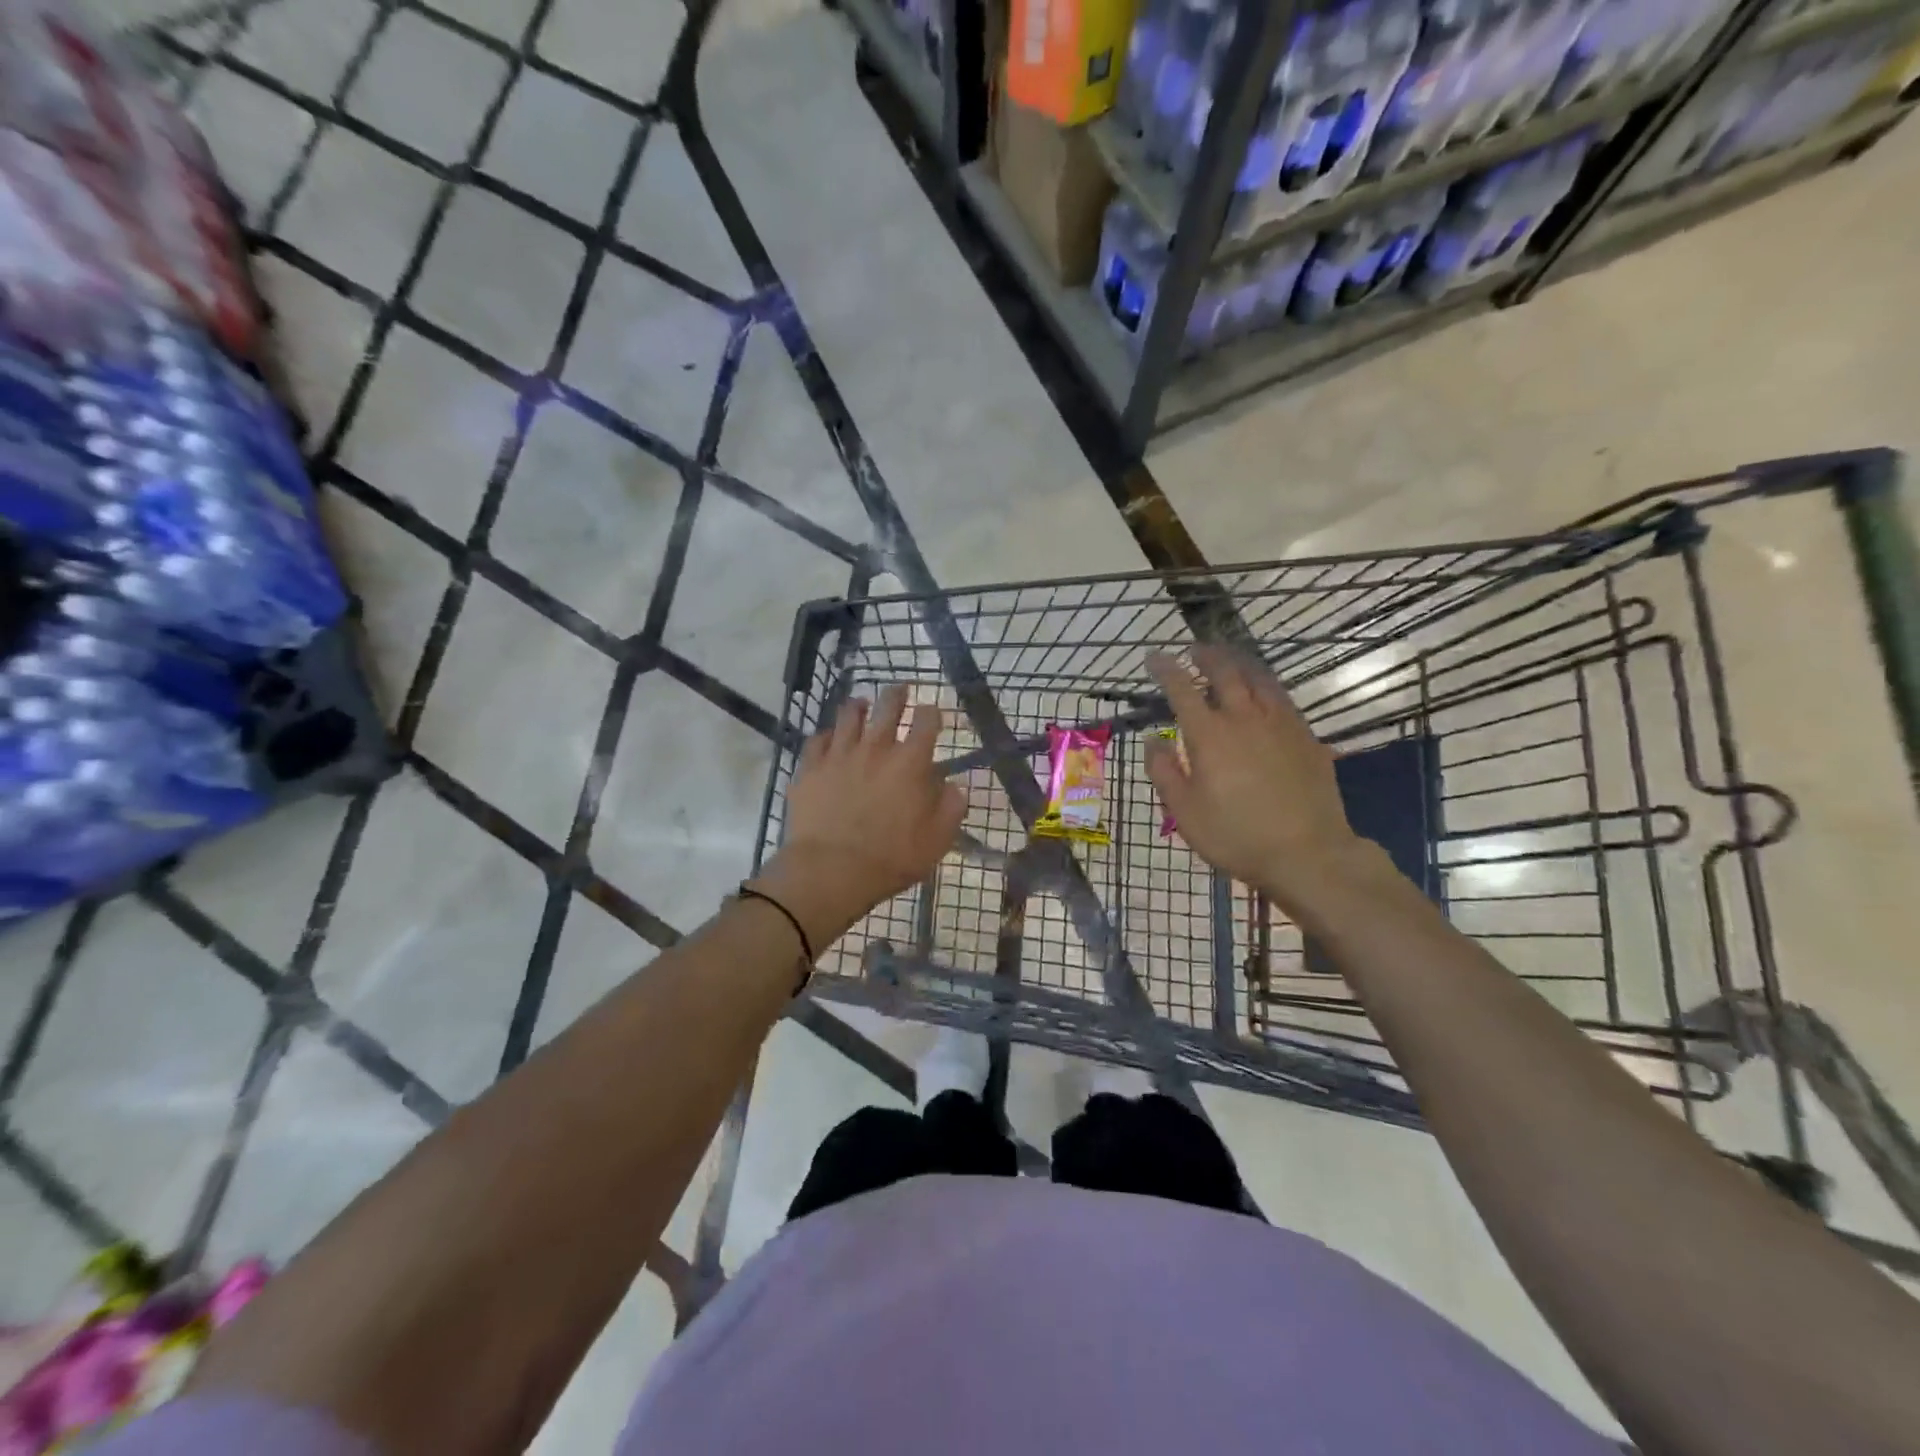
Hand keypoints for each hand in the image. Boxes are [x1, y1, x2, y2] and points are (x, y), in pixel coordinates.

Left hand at [751, 685, 965, 952]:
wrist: (830, 870)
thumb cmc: (891, 858)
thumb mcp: (937, 840)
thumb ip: (951, 807)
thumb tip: (954, 786)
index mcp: (910, 762)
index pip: (927, 720)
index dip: (932, 712)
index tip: (932, 713)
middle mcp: (876, 747)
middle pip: (888, 705)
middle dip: (897, 694)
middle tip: (900, 690)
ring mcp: (839, 753)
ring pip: (849, 715)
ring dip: (859, 707)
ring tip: (862, 705)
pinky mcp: (810, 767)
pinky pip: (817, 739)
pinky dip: (827, 735)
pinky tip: (829, 740)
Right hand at [1144, 646, 1372, 916]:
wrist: (1308, 853)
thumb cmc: (1235, 836)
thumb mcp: (1184, 812)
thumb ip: (1164, 771)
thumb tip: (1152, 740)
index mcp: (1209, 734)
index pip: (1181, 688)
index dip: (1166, 669)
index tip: (1154, 657)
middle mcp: (1244, 717)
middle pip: (1225, 672)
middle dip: (1206, 655)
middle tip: (1194, 649)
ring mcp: (1280, 724)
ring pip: (1259, 678)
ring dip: (1239, 662)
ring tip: (1229, 658)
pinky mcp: (1306, 737)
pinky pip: (1283, 698)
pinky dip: (1266, 685)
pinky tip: (1264, 692)